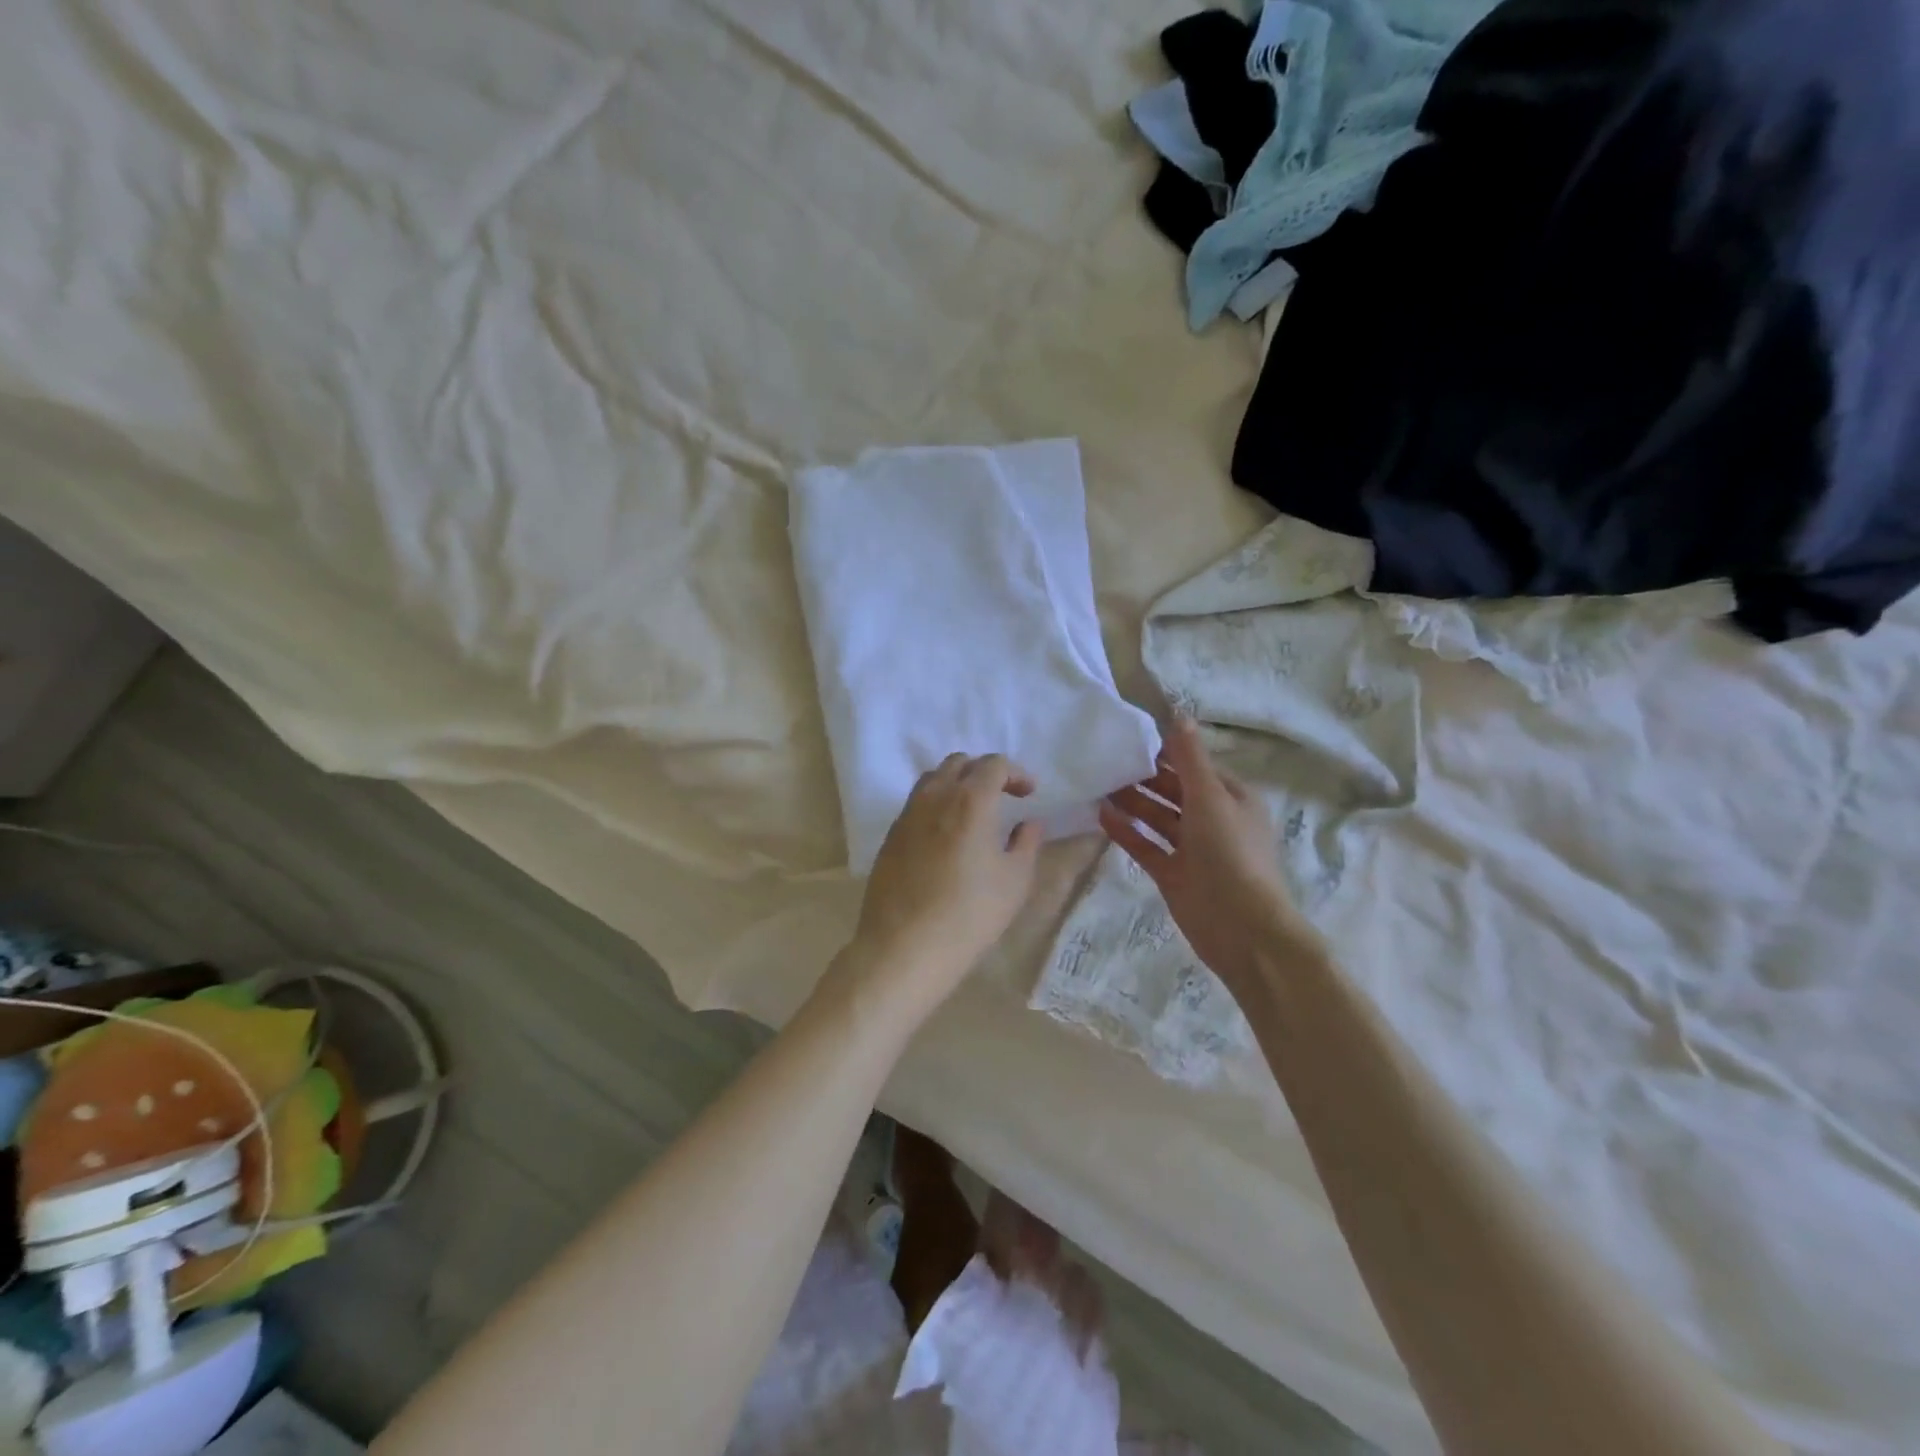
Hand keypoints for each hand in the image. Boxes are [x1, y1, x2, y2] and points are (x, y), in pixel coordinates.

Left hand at [837, 754, 1043, 1023]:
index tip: (1028, 794)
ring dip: (956, 785)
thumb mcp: (1015, 881)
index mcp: (970, 800)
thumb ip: (1027, 843)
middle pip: (958, 764)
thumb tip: (1029, 823)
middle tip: (1002, 797)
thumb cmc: (970, 914)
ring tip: (972, 813)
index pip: (993, 764)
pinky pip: (915, 805)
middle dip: (984, 772)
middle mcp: (935, 797)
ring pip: (932, 780)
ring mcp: (906, 815)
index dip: (1016, 773)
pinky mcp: (890, 837)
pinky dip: (935, 806)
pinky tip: (945, 837)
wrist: (904, 947)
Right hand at [1097, 718, 1319, 994]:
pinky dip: (1127, 831)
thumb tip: (1179, 713)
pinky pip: (1146, 846)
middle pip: (1174, 790)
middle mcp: (1213, 820)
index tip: (1131, 736)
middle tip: (1107, 759)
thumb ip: (1189, 758)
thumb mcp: (1210, 797)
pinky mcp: (1173, 874)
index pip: (1195, 765)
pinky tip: (1101, 815)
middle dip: (1145, 775)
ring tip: (1098, 783)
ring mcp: (1192, 849)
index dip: (1167, 751)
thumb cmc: (1230, 852)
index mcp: (1231, 798)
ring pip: (1158, 818)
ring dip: (1132, 801)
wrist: (1241, 928)